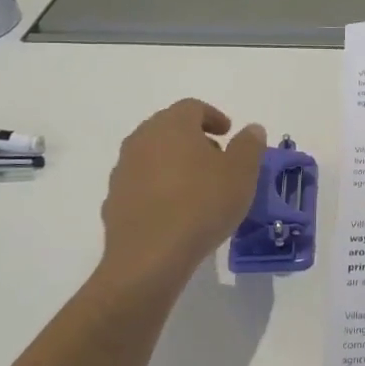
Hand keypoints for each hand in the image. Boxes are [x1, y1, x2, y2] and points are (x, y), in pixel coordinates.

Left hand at [95, 99, 265, 292]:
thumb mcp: (241, 173)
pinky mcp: (113, 200)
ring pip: (153, 156)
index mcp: (172, 125)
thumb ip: (249, 146)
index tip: (228, 134)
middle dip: (193, 139)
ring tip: (197, 188)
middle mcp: (142, 140)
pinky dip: (158, 188)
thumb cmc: (202, 205)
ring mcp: (123, 170)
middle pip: (169, 129)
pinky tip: (175, 211)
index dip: (213, 117)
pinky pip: (141, 184)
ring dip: (174, 164)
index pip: (192, 107)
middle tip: (216, 159)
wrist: (149, 257)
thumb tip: (251, 129)